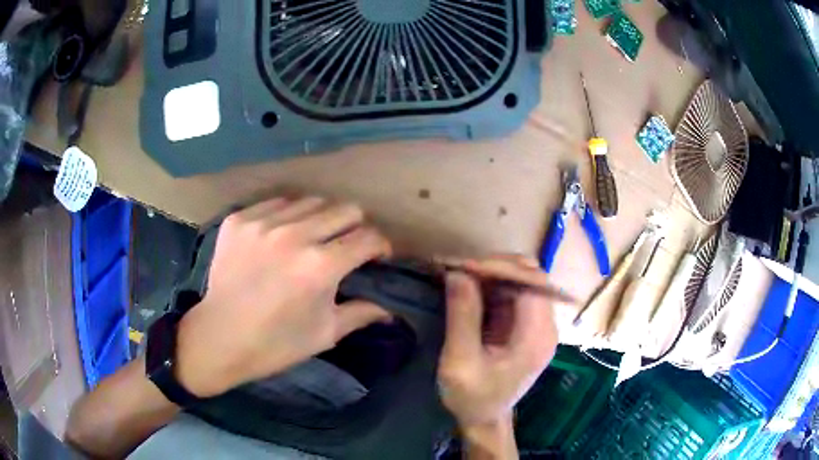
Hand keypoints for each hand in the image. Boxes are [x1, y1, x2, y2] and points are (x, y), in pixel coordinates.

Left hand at [175, 197, 392, 396]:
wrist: (219, 337)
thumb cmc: (275, 343)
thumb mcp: (324, 334)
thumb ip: (361, 314)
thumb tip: (390, 309)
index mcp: (321, 266)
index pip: (368, 237)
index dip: (380, 246)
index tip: (376, 256)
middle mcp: (295, 235)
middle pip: (345, 209)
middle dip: (355, 227)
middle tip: (346, 246)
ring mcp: (263, 223)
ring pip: (312, 202)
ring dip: (321, 220)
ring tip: (312, 239)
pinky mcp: (239, 220)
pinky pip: (276, 203)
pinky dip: (287, 217)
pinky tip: (280, 237)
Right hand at [437, 256, 557, 431]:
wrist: (483, 419)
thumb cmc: (472, 397)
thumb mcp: (460, 362)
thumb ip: (462, 316)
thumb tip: (457, 273)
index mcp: (538, 336)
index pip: (531, 283)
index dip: (500, 267)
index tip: (462, 267)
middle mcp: (544, 325)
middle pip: (530, 276)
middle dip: (494, 266)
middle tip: (457, 268)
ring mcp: (536, 323)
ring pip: (520, 280)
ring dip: (489, 272)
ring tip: (458, 273)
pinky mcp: (524, 325)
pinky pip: (511, 292)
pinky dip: (488, 284)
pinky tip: (467, 285)